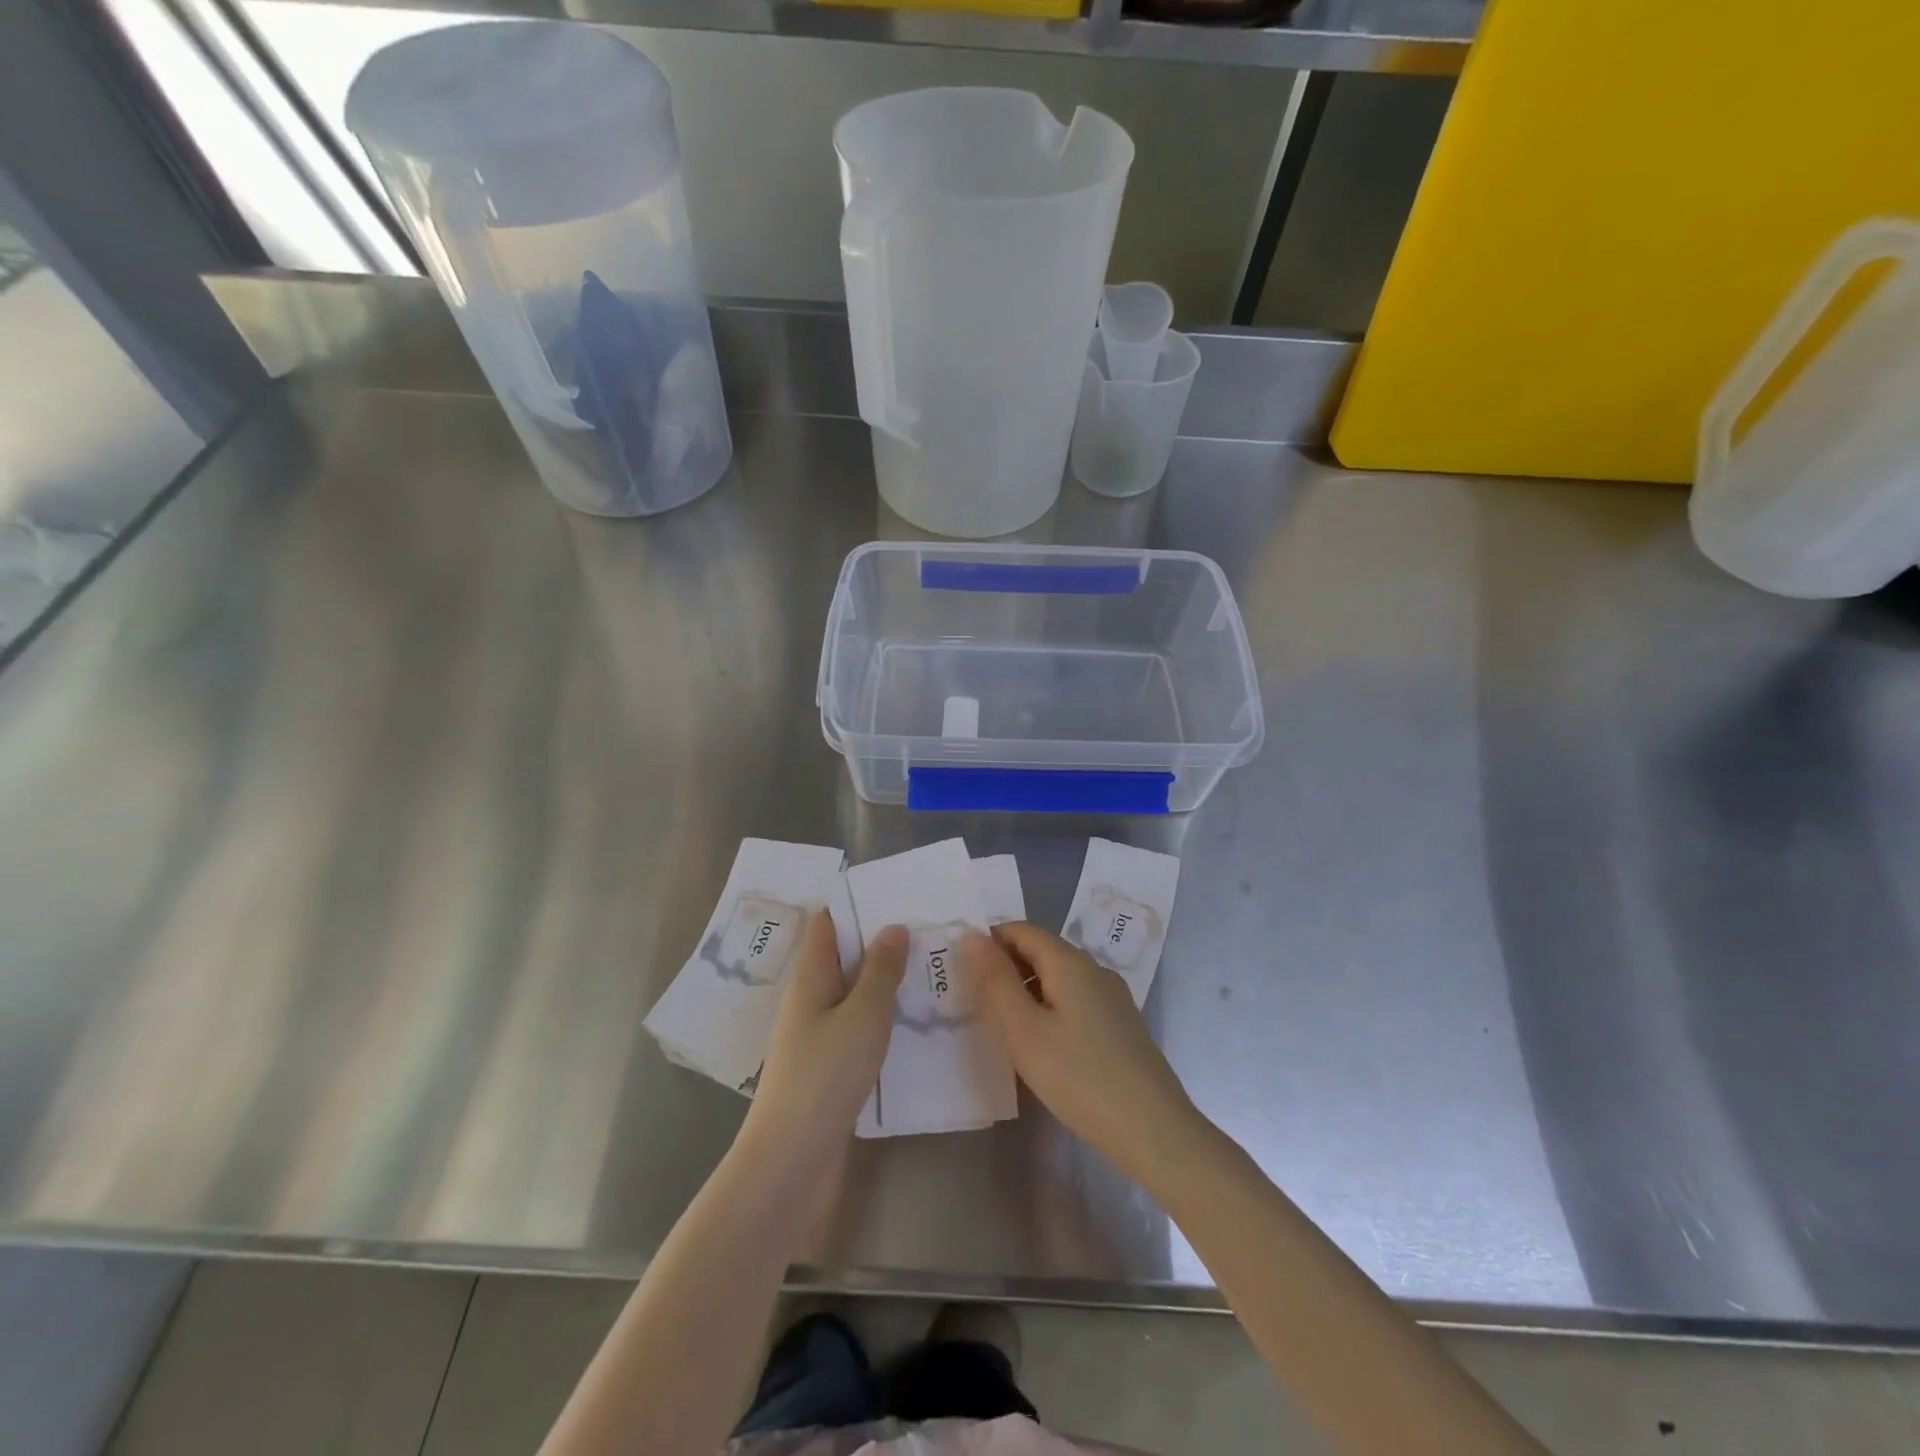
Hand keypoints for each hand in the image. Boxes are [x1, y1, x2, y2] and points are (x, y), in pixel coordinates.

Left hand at [740, 911, 905, 1164]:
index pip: (828, 923)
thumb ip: (881, 969)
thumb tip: (892, 926)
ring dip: (886, 980)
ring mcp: (817, 1032)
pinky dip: (883, 1015)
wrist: (793, 1158)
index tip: (899, 895)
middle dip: (881, 942)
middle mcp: (810, 997)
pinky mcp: (829, 1063)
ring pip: (854, 991)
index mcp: (811, 975)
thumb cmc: (826, 1074)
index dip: (858, 904)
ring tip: (931, 969)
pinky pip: (858, 1024)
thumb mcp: (863, 1014)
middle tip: (929, 930)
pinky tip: (915, 1020)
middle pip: (844, 955)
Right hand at [966, 922, 1199, 1184]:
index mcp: (1070, 962)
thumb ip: (995, 981)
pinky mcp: (1120, 1026)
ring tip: (999, 1024)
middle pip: (1041, 951)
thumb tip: (972, 936)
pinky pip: (1074, 1002)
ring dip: (1026, 990)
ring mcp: (1112, 998)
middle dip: (1005, 966)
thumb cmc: (1080, 1076)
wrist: (1154, 1130)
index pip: (1022, 930)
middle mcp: (1094, 970)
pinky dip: (1048, 1009)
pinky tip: (1039, 1044)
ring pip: (1058, 979)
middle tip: (972, 999)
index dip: (989, 941)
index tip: (959, 968)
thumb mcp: (1025, 1030)